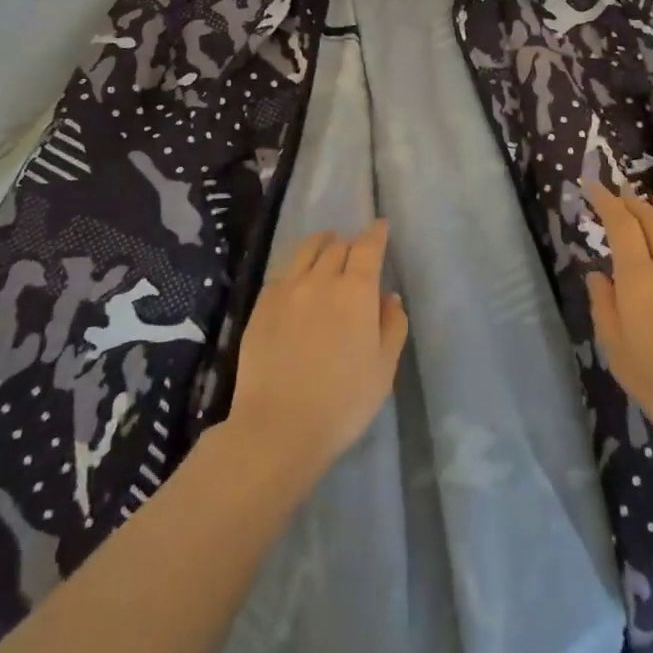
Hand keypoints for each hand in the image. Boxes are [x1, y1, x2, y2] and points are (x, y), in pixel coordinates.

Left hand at [226, 221, 407, 476]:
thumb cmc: (343, 402)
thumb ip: (392, 326)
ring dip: (322, 244)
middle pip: (338, 247)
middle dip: (351, 243)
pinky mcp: (261, 307)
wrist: (278, 427)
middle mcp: (321, 280)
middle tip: (356, 250)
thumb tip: (389, 297)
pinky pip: (283, 274)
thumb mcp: (384, 368)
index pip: (368, 248)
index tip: (380, 225)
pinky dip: (296, 267)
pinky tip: (298, 279)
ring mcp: (286, 291)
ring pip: (306, 251)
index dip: (376, 234)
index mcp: (356, 291)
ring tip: (327, 245)